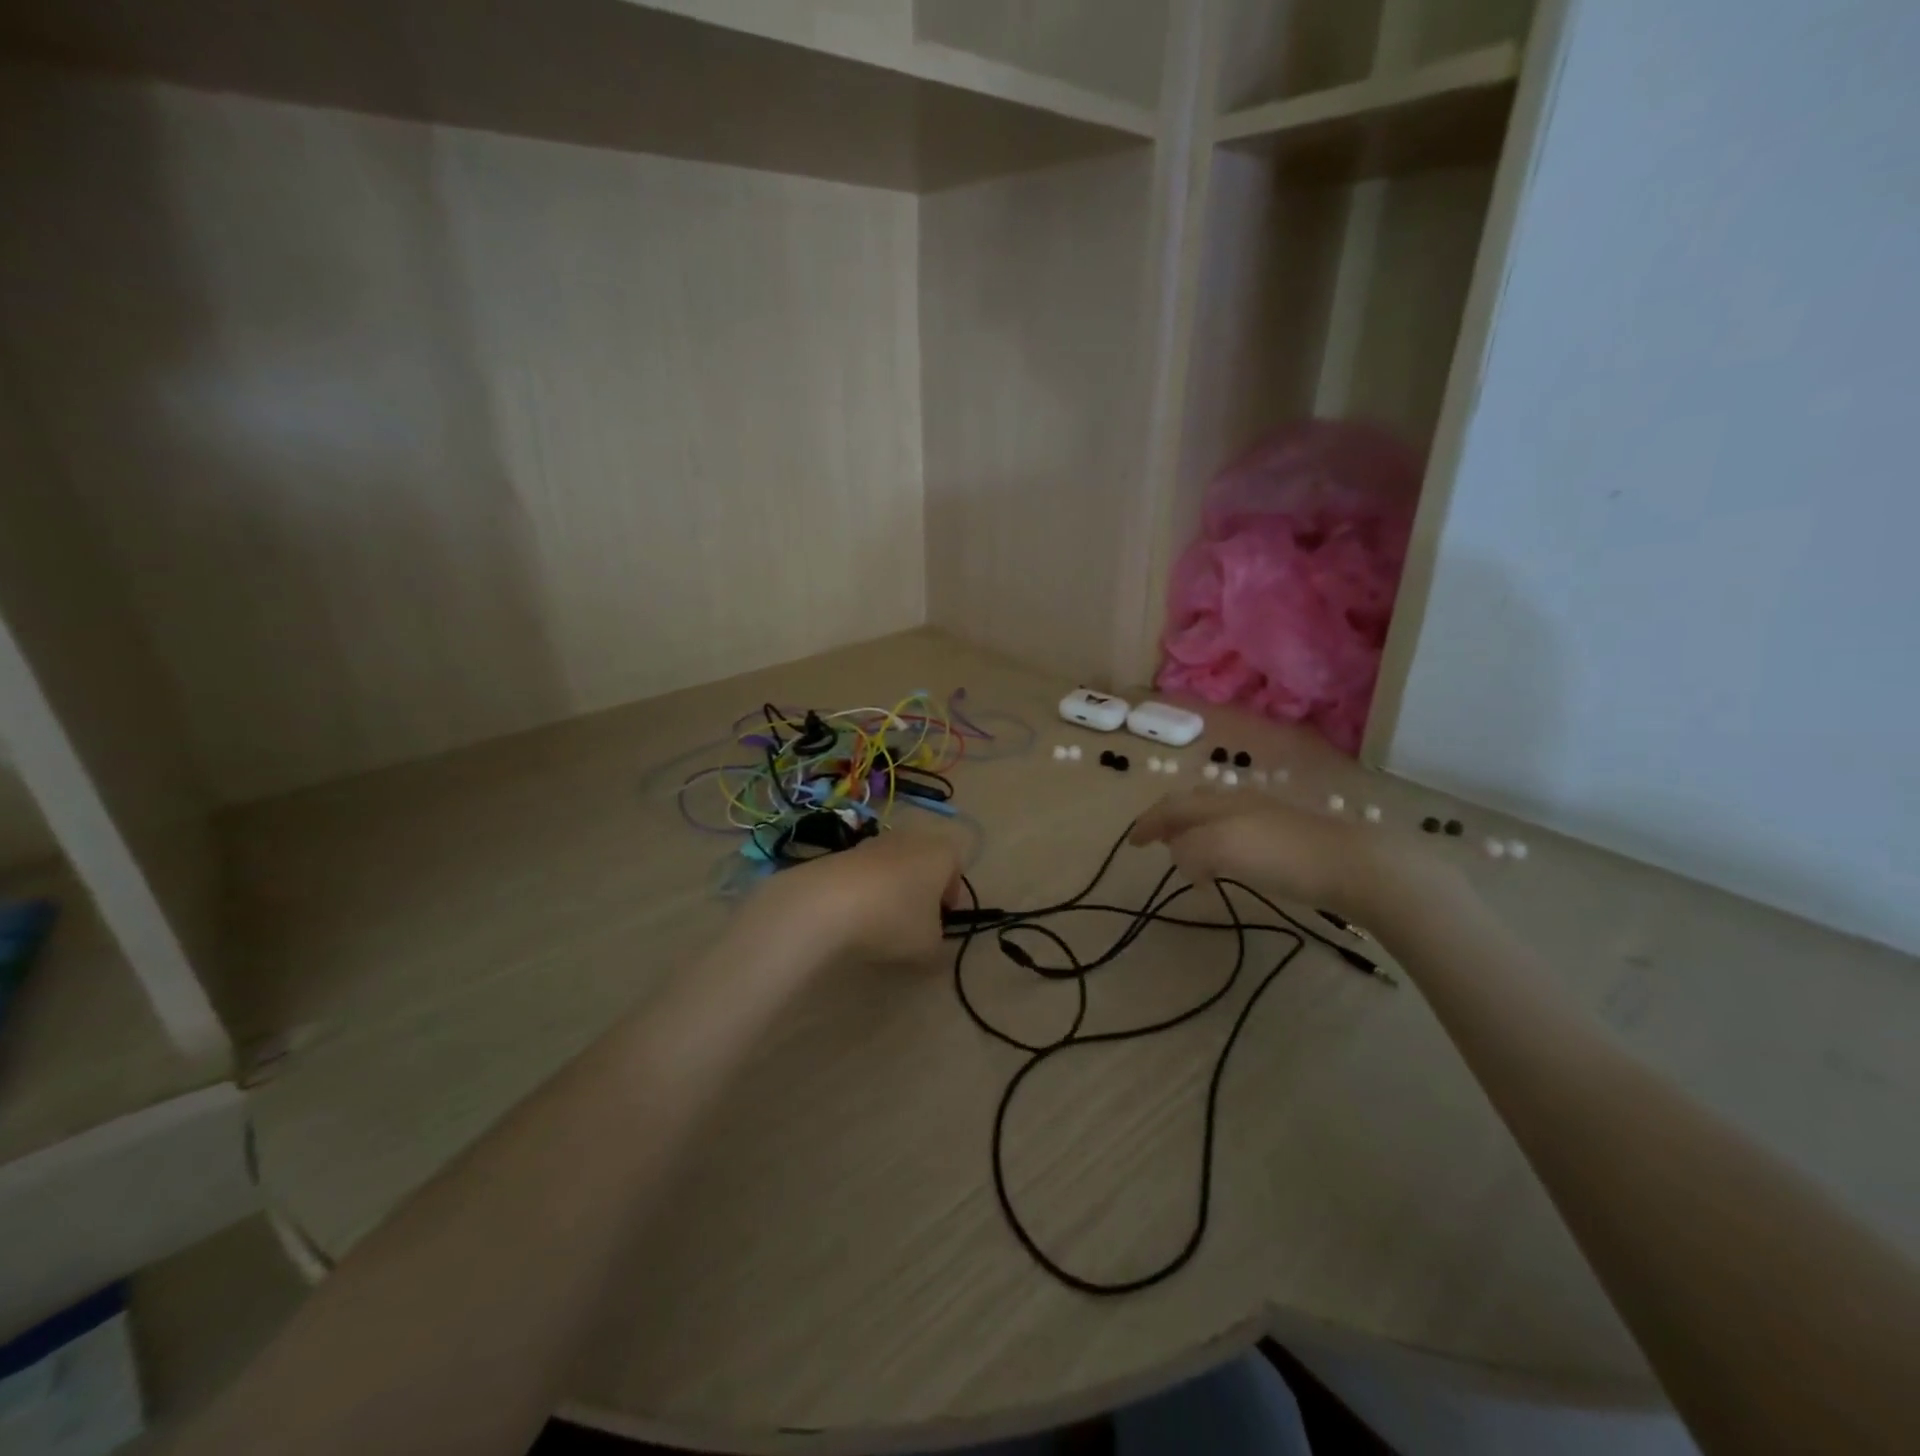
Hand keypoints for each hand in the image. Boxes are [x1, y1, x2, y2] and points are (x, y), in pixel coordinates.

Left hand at [746, 831, 962, 964]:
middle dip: (921, 891)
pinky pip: (864, 873)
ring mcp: (874, 841)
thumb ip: (938, 946)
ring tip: (879, 923)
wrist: (827, 902)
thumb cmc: (894, 919)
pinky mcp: (843, 852)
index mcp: (941, 853)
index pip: (956, 867)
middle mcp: (910, 838)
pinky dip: (864, 891)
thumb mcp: (928, 946)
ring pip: (893, 866)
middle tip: (913, 923)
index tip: (941, 922)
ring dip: (891, 890)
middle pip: (923, 863)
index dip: (951, 896)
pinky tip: (853, 916)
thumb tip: (932, 944)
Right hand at [1130, 789, 1446, 917]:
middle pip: (1193, 805)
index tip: (1132, 842)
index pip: (1172, 806)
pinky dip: (1218, 845)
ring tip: (1188, 855)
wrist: (1352, 865)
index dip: (1149, 822)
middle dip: (1170, 820)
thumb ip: (1189, 851)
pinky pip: (1237, 834)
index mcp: (1218, 802)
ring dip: (1193, 833)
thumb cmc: (1280, 855)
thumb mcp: (1220, 848)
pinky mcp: (1287, 837)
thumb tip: (1182, 859)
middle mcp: (1238, 802)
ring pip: (1216, 817)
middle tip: (1156, 842)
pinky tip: (1230, 862)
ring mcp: (1266, 817)